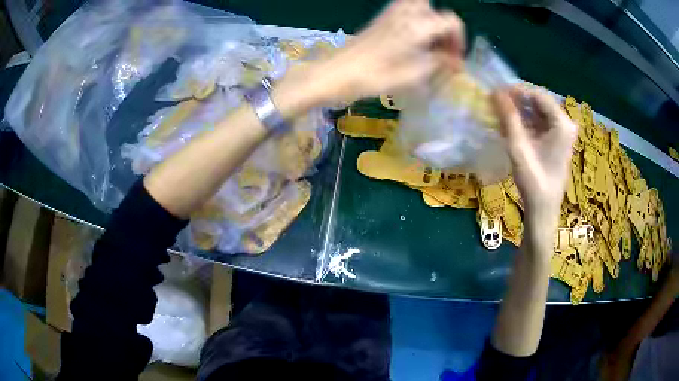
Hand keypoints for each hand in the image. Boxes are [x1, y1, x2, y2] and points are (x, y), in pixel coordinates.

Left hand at [298, 0, 464, 104]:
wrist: (333, 74)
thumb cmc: (372, 78)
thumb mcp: (411, 76)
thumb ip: (437, 64)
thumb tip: (456, 62)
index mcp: (416, 26)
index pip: (451, 21)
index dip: (459, 40)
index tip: (455, 60)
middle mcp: (404, 14)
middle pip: (434, 8)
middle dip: (444, 27)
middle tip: (442, 48)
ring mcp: (390, 15)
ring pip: (419, 7)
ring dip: (430, 23)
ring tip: (428, 46)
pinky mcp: (380, 21)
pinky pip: (405, 12)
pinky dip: (415, 22)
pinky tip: (411, 43)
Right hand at [492, 87, 576, 249]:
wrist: (543, 210)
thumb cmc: (534, 181)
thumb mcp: (518, 147)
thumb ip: (509, 117)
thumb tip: (495, 92)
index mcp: (562, 124)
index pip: (538, 95)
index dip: (517, 91)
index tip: (496, 93)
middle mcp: (565, 124)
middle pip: (539, 102)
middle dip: (517, 101)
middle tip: (497, 103)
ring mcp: (563, 133)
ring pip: (538, 112)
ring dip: (520, 111)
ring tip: (501, 115)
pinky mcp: (558, 141)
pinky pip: (540, 123)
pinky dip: (525, 122)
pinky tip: (512, 127)